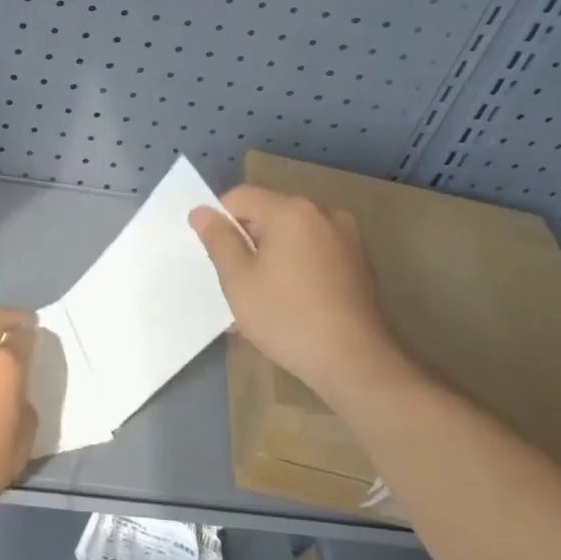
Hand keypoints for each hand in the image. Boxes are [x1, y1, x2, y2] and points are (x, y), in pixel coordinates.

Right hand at [190, 187, 407, 398]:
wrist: (353, 362)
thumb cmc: (286, 317)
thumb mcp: (238, 280)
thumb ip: (218, 239)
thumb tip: (201, 211)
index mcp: (291, 211)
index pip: (240, 197)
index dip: (220, 221)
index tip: (216, 257)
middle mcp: (322, 213)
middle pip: (268, 214)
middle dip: (247, 242)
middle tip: (236, 283)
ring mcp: (346, 238)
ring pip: (291, 236)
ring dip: (271, 257)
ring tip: (262, 299)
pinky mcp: (358, 262)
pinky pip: (313, 252)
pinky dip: (296, 267)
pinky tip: (291, 303)